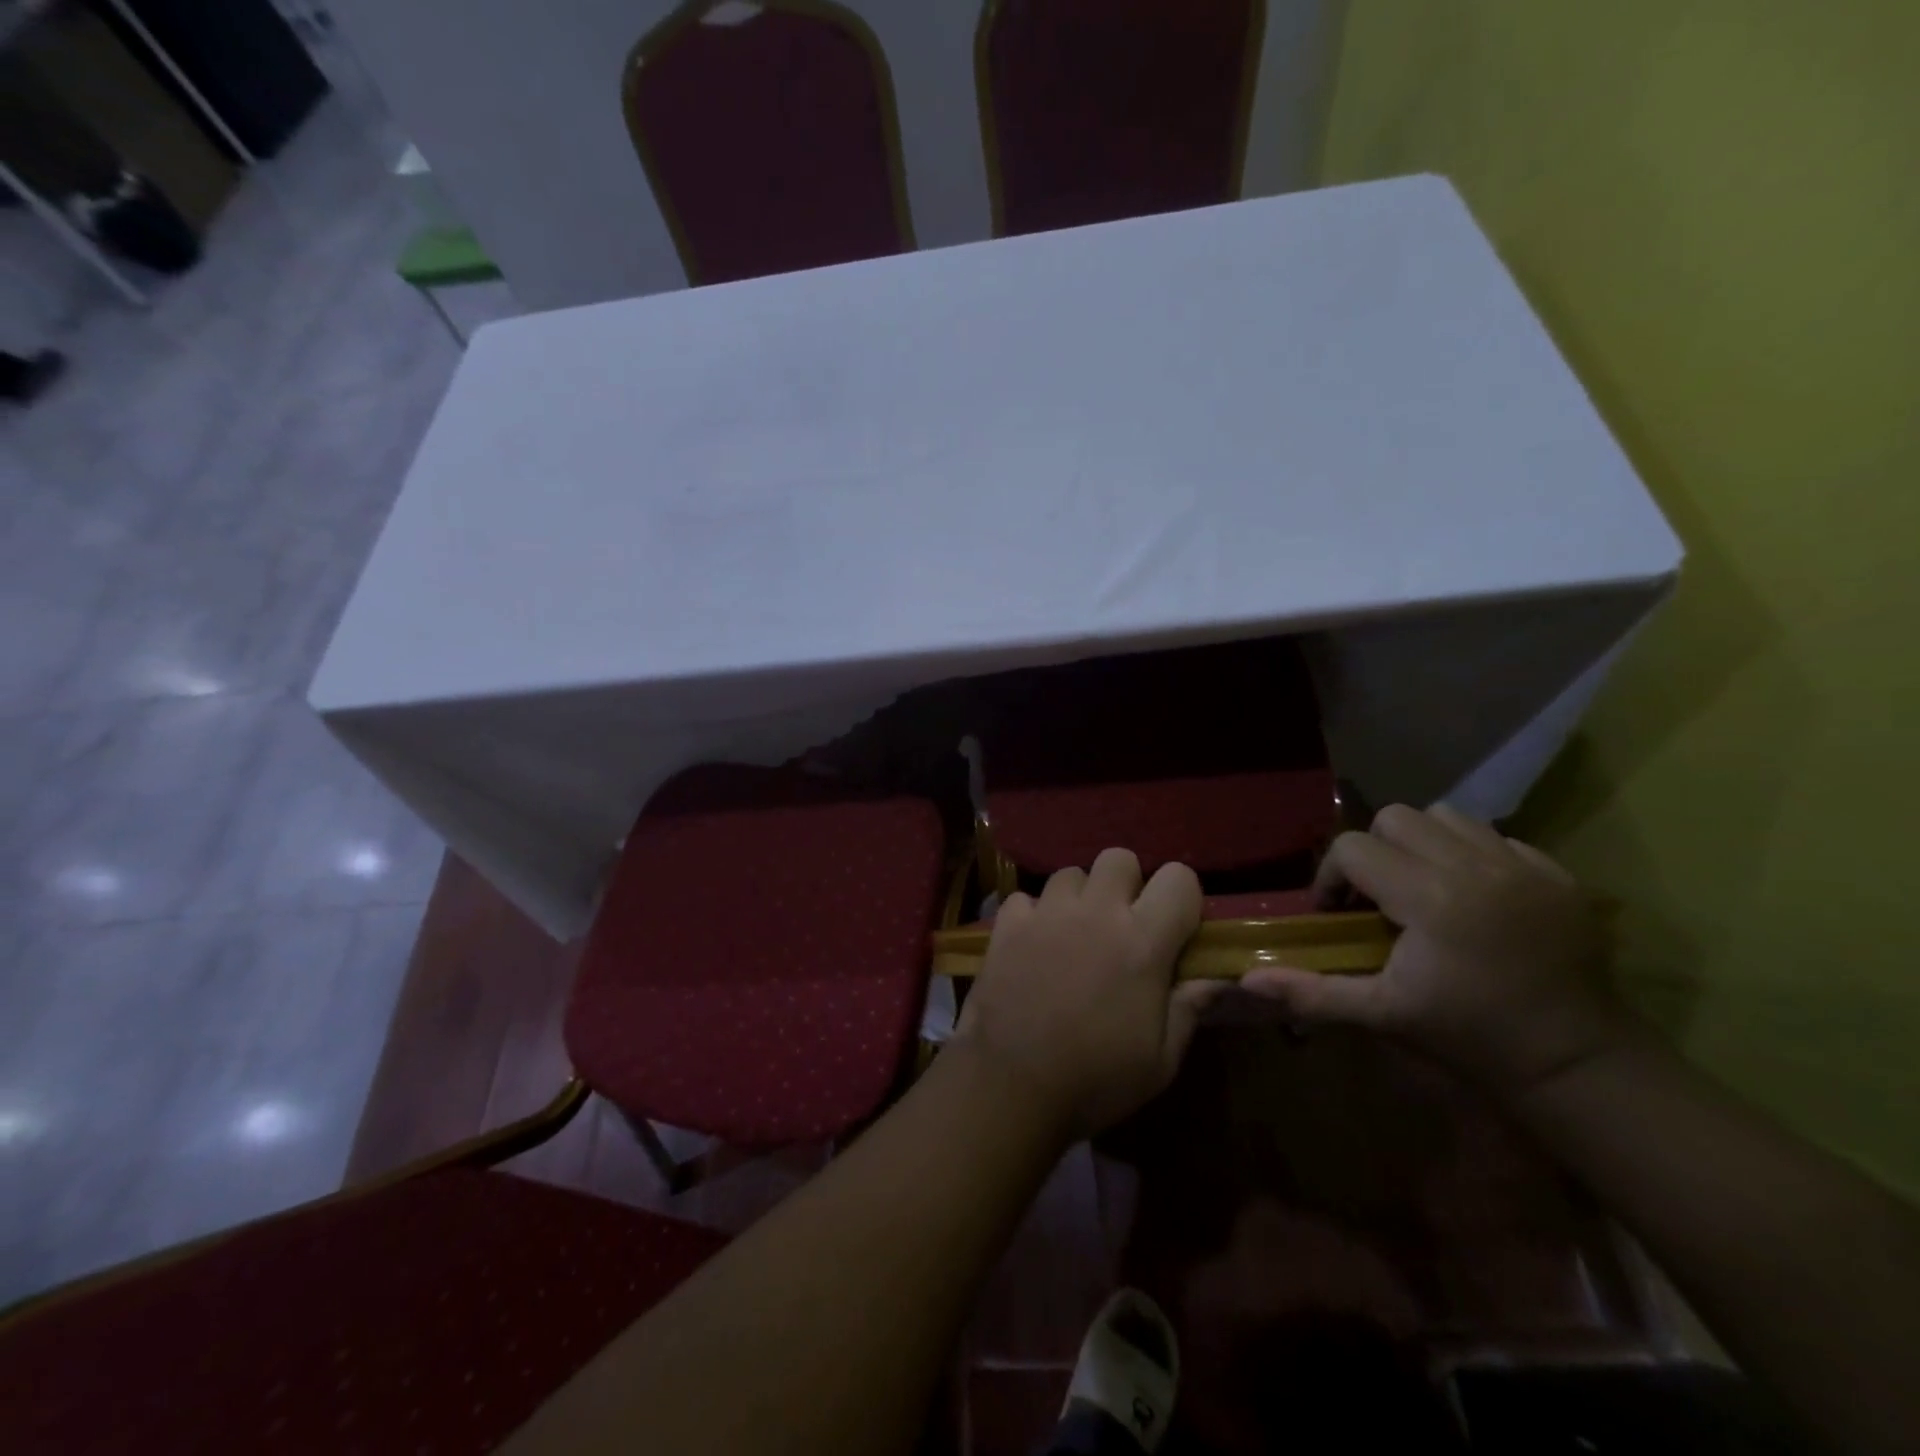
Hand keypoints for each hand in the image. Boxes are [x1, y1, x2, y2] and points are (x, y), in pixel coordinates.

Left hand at [952, 848, 1213, 1141]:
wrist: (1011, 1086)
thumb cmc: (1096, 1079)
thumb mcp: (1161, 1060)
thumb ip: (1189, 1007)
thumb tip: (1217, 977)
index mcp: (1142, 940)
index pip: (1179, 877)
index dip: (1181, 897)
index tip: (1174, 926)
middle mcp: (1096, 911)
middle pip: (1119, 858)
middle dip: (1126, 884)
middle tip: (1121, 924)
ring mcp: (1047, 912)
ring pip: (1070, 873)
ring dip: (1078, 898)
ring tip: (1074, 934)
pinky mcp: (1007, 923)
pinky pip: (1026, 898)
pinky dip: (1033, 915)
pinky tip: (1033, 945)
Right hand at [1241, 804, 1636, 1098]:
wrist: (1577, 1065)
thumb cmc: (1469, 1038)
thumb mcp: (1383, 1015)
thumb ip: (1313, 992)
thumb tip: (1246, 980)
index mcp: (1431, 898)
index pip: (1354, 849)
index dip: (1333, 877)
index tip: (1339, 915)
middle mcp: (1476, 867)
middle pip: (1396, 818)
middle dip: (1375, 851)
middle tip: (1379, 897)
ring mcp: (1523, 867)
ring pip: (1447, 816)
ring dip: (1422, 844)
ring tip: (1424, 887)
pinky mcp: (1559, 876)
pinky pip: (1498, 837)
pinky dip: (1473, 854)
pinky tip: (1474, 897)